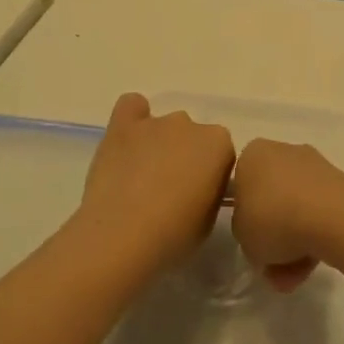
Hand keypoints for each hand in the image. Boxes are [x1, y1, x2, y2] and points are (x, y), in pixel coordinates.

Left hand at [74, 93, 234, 275]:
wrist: (123, 236)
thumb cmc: (174, 235)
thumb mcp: (209, 220)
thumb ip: (210, 192)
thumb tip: (198, 187)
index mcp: (219, 144)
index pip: (221, 153)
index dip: (209, 176)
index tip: (197, 197)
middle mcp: (190, 124)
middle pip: (192, 137)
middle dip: (185, 157)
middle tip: (170, 190)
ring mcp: (155, 122)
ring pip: (164, 127)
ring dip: (159, 144)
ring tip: (142, 176)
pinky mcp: (123, 126)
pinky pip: (132, 107)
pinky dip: (133, 119)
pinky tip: (128, 142)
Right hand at [228, 139, 343, 291]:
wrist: (331, 217)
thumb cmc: (272, 219)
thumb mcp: (241, 235)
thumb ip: (244, 231)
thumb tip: (259, 234)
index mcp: (253, 155)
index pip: (241, 186)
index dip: (245, 218)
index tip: (250, 241)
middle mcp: (283, 152)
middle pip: (272, 199)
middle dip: (273, 236)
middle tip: (272, 267)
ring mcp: (314, 167)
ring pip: (296, 210)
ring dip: (293, 244)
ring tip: (293, 277)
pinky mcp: (339, 185)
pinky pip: (319, 214)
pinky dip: (315, 237)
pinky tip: (313, 265)